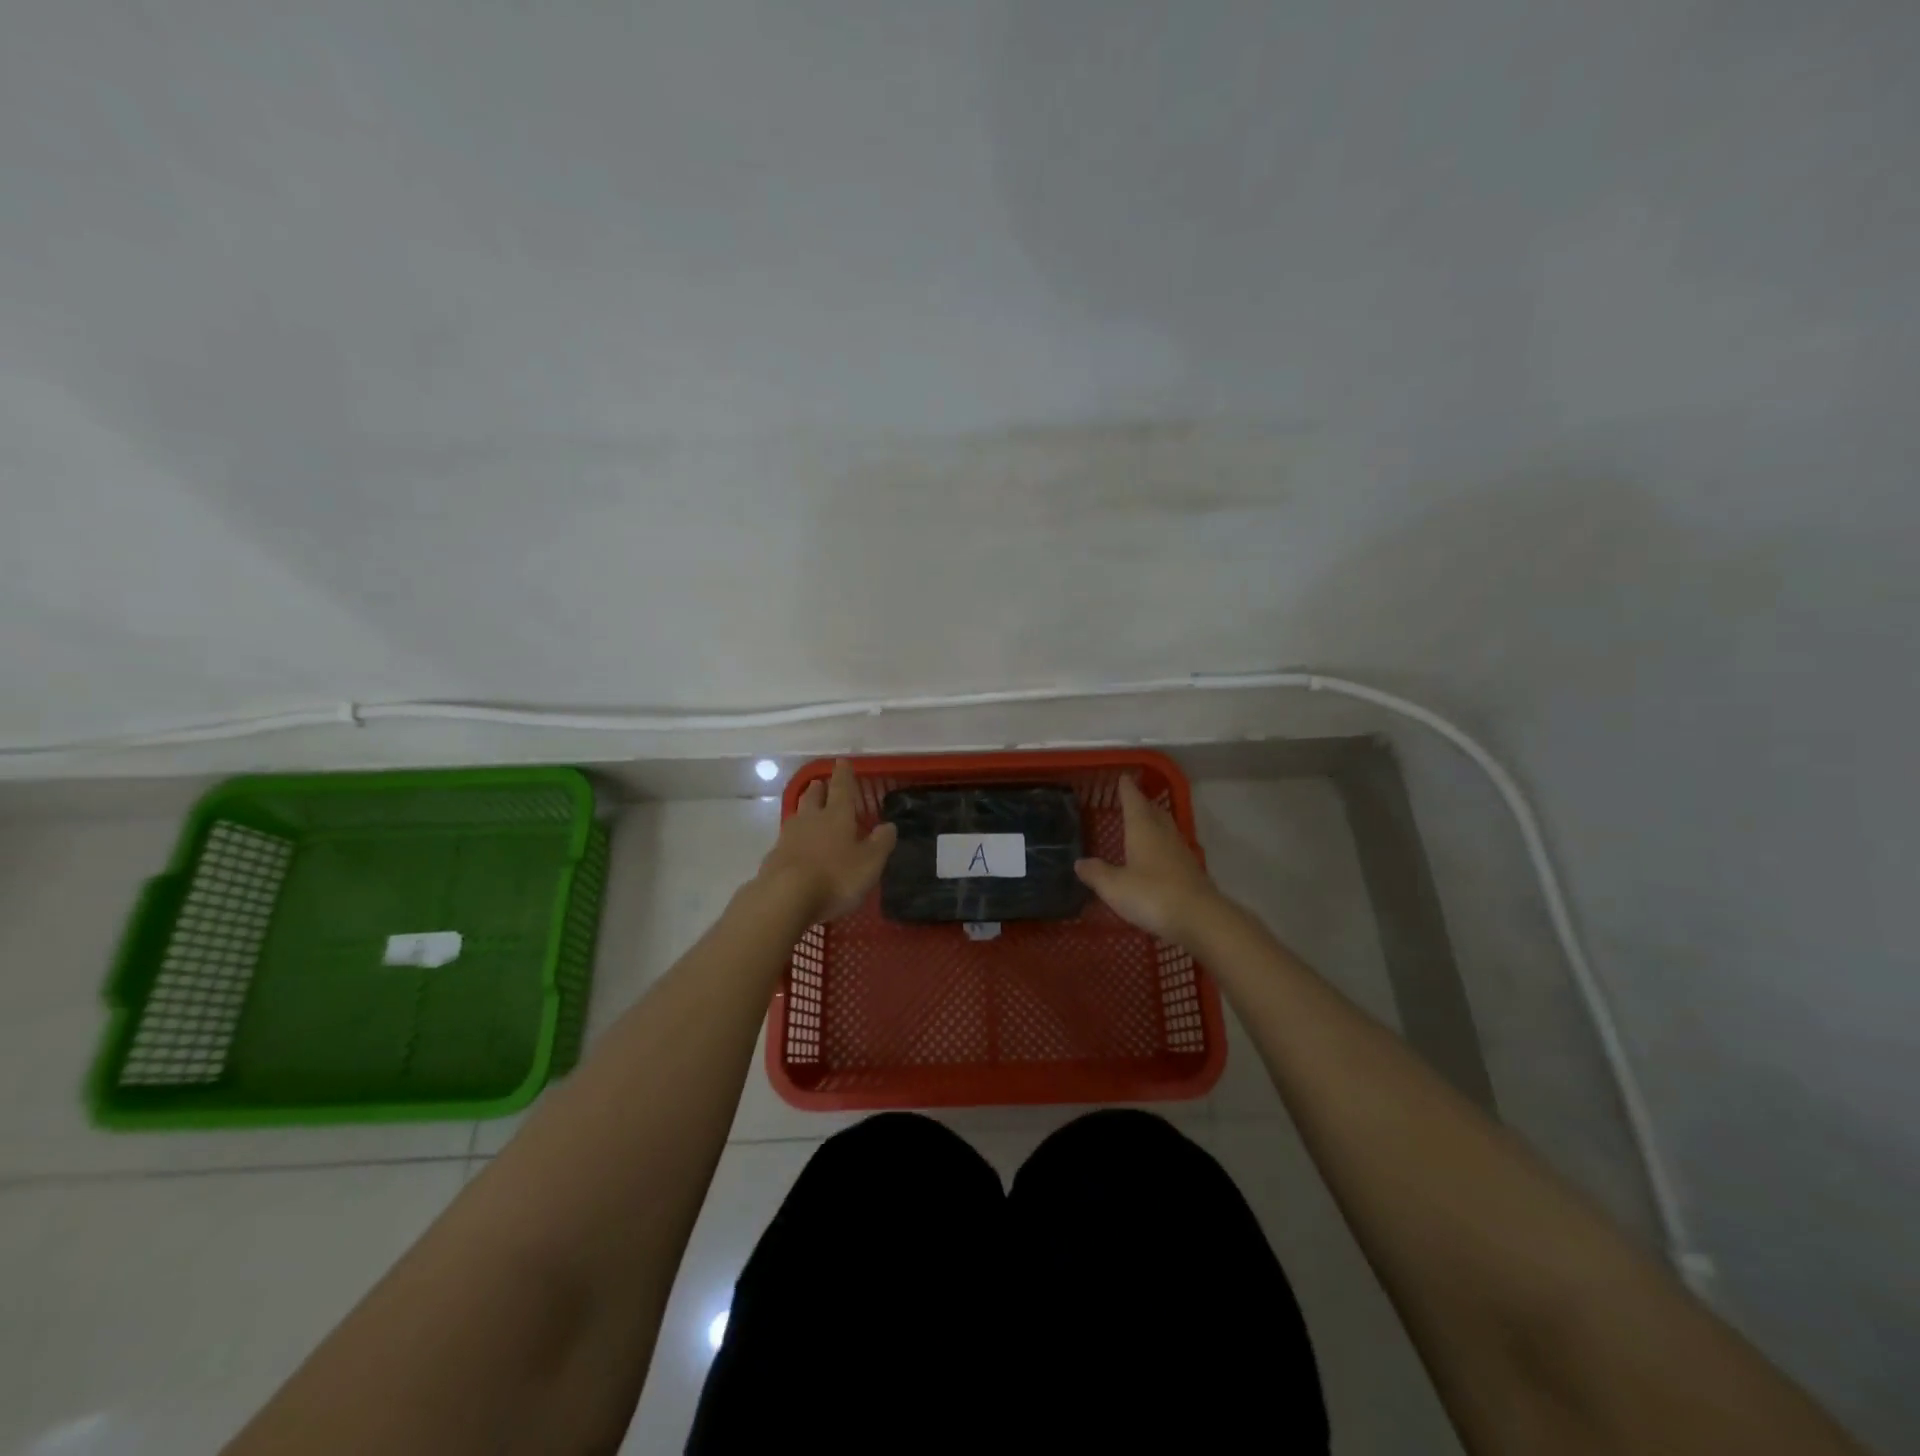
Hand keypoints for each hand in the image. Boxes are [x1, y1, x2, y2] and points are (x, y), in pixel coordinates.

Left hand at [756, 759, 897, 921]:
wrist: (784, 898)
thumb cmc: (835, 877)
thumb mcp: (870, 863)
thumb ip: (881, 843)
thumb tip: (889, 825)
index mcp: (837, 816)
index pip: (842, 788)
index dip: (843, 775)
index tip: (842, 761)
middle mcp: (811, 820)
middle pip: (813, 797)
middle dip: (819, 789)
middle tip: (820, 783)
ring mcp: (788, 837)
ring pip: (797, 815)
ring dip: (804, 809)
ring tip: (808, 809)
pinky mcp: (773, 857)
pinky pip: (786, 840)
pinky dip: (793, 838)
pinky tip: (795, 846)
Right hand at [1075, 776, 1220, 941]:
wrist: (1200, 919)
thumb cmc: (1152, 896)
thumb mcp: (1115, 887)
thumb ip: (1096, 873)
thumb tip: (1080, 862)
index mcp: (1143, 830)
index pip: (1134, 801)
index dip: (1127, 790)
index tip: (1123, 778)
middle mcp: (1163, 835)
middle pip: (1154, 812)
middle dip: (1142, 804)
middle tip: (1132, 799)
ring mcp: (1181, 853)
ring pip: (1165, 829)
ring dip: (1154, 824)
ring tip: (1143, 825)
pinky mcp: (1191, 872)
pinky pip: (1172, 850)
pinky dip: (1162, 847)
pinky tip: (1156, 858)